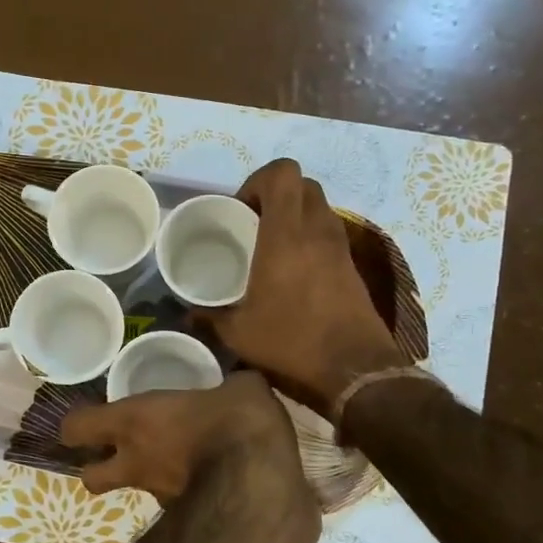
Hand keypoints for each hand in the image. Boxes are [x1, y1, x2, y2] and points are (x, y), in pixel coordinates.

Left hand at [59, 371, 302, 505]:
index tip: (87, 418)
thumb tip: (241, 384)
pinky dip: (180, 493)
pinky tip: (206, 480)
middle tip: (115, 453)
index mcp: (134, 421)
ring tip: (173, 462)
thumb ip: (229, 385)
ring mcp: (159, 495)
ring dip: (143, 478)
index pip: (76, 428)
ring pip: (133, 490)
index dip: (75, 426)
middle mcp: (136, 461)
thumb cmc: (238, 422)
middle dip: (95, 469)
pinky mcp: (185, 518)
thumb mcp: (239, 388)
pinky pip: (171, 504)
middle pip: (90, 479)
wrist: (263, 484)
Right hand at [203, 159, 412, 418]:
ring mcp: (339, 246)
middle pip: (303, 183)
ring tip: (271, 244)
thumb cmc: (291, 342)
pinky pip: (329, 231)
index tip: (240, 209)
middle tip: (253, 222)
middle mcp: (316, 230)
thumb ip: (209, 316)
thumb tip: (188, 313)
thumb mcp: (239, 333)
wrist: (355, 369)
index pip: (282, 173)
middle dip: (276, 193)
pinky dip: (310, 236)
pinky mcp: (352, 265)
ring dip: (295, 213)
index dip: (258, 180)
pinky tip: (293, 269)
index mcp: (285, 234)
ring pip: (319, 206)